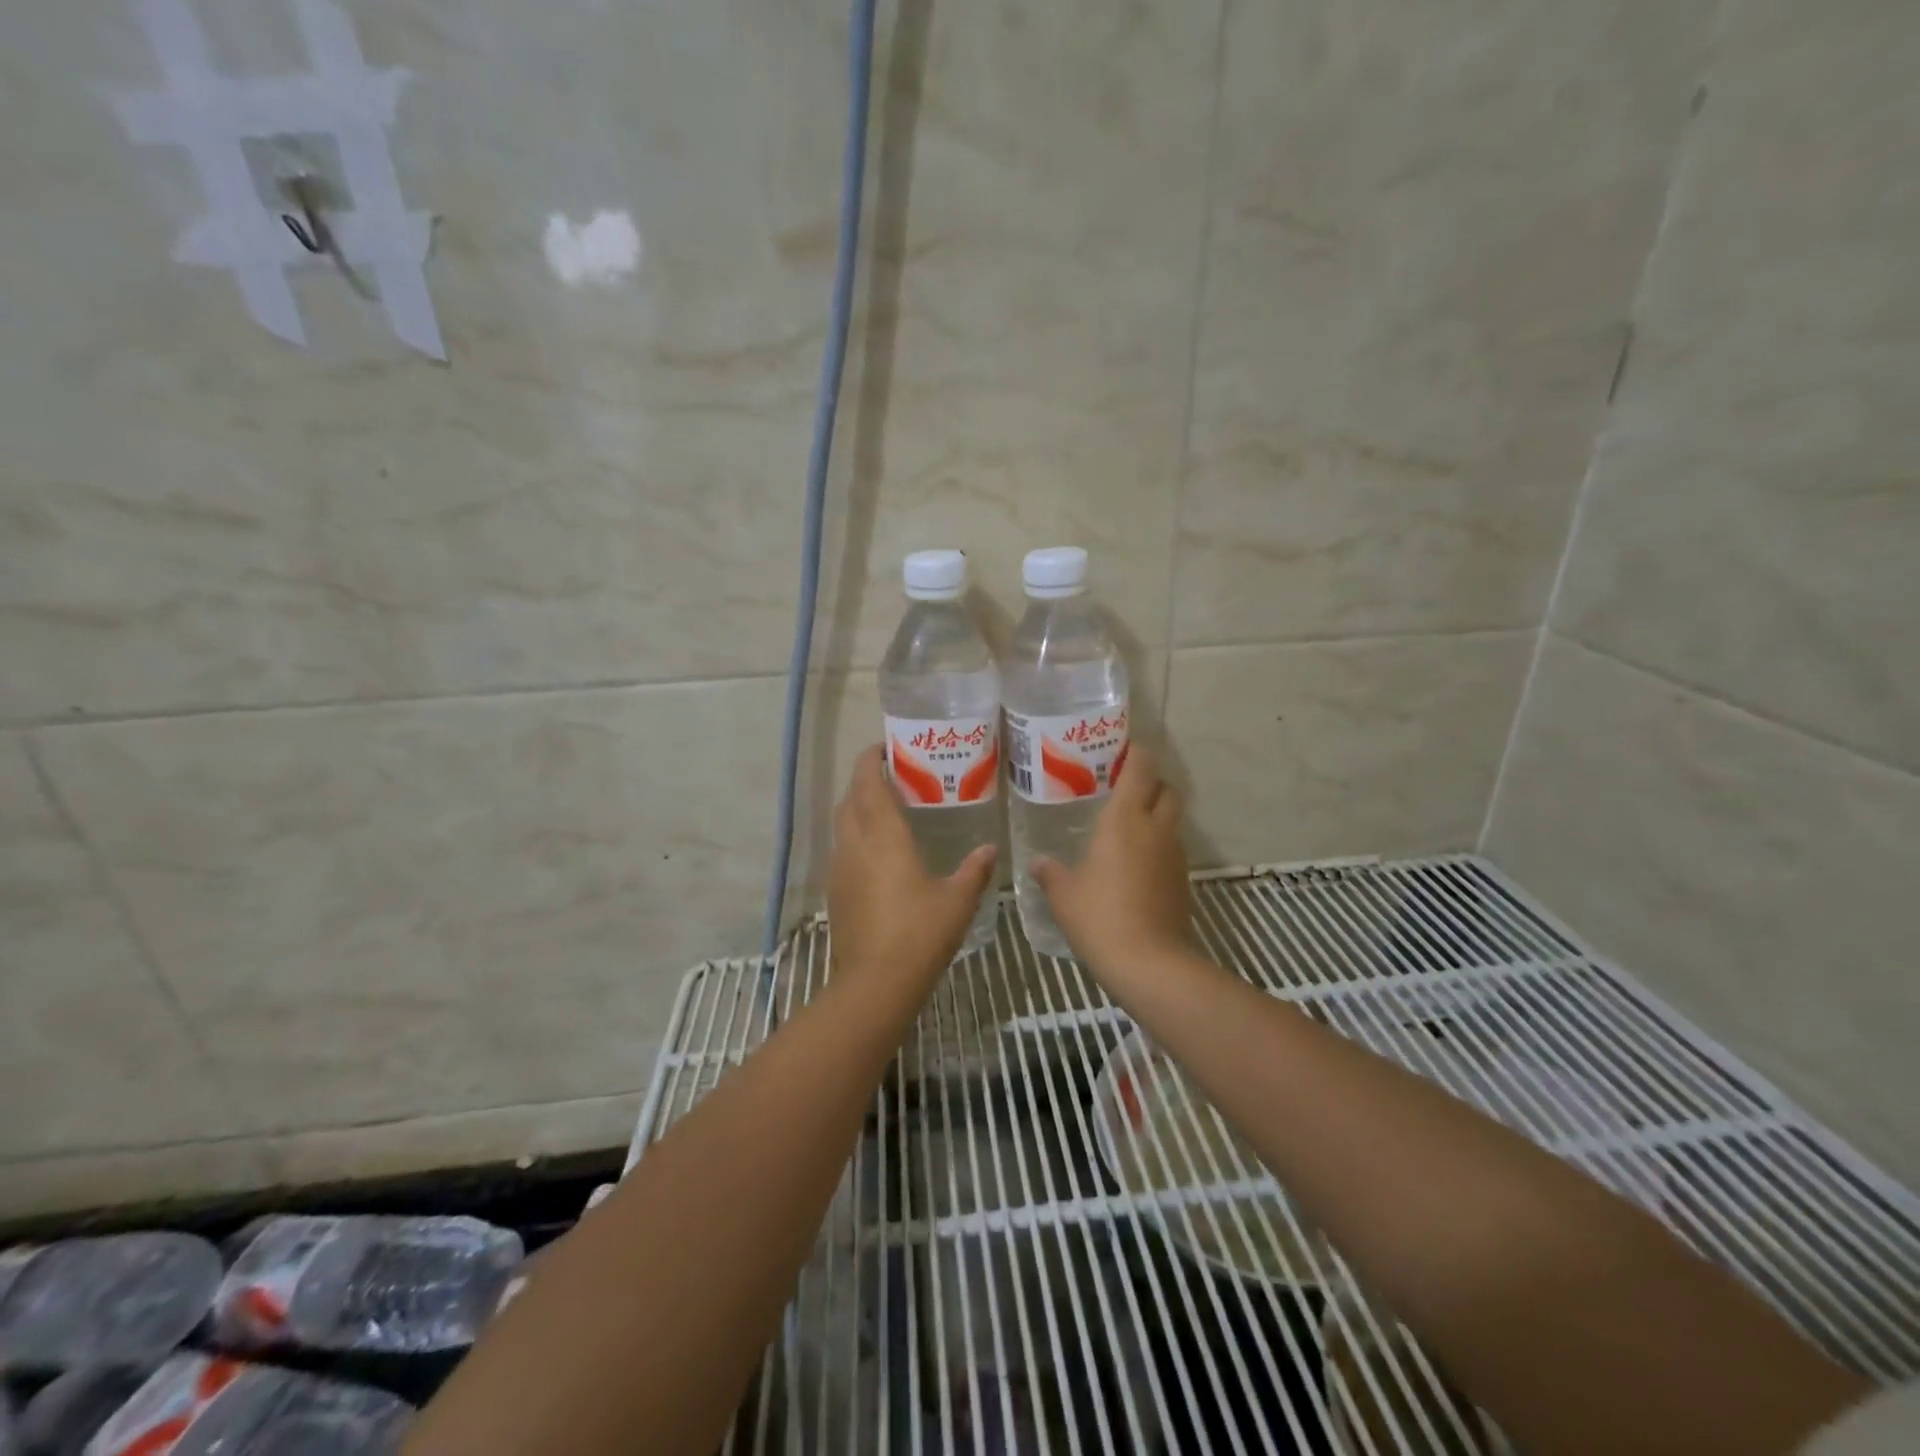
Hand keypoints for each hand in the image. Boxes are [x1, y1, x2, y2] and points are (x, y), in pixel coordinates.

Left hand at [828, 745, 996, 993]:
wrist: (875, 983)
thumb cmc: (920, 933)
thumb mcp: (958, 899)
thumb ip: (974, 870)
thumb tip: (990, 849)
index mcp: (884, 835)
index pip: (868, 782)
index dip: (871, 760)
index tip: (885, 748)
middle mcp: (855, 844)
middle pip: (850, 798)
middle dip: (864, 780)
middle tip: (891, 777)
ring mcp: (840, 868)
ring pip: (842, 824)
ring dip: (857, 808)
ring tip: (885, 810)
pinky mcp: (835, 891)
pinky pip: (842, 850)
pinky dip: (855, 837)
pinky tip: (877, 854)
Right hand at [1030, 746, 1191, 980]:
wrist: (1148, 962)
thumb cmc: (1099, 916)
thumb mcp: (1064, 894)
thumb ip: (1050, 873)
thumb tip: (1038, 862)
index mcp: (1124, 820)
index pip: (1141, 770)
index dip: (1138, 754)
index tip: (1126, 749)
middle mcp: (1155, 829)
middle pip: (1167, 790)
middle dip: (1152, 783)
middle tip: (1126, 789)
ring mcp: (1174, 855)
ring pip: (1172, 821)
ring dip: (1157, 816)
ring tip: (1128, 828)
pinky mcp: (1182, 881)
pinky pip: (1172, 850)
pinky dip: (1158, 846)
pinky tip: (1136, 865)